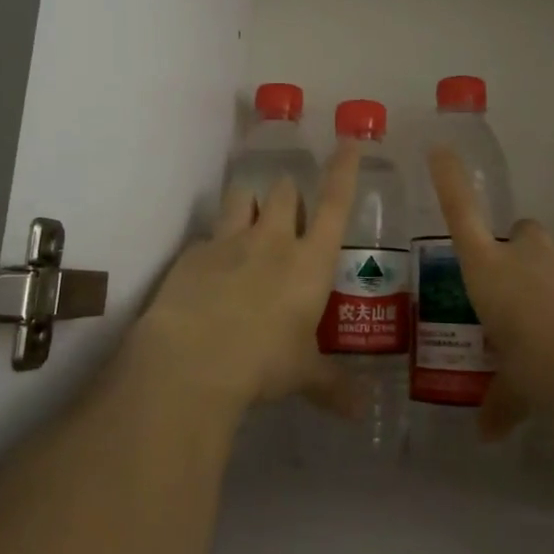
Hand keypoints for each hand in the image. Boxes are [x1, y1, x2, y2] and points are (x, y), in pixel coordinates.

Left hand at [134, 142, 361, 413]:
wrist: (192, 359)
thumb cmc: (263, 362)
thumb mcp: (302, 374)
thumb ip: (332, 385)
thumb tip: (361, 413)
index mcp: (310, 261)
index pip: (335, 202)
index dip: (344, 170)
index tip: (348, 141)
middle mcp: (273, 240)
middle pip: (285, 191)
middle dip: (288, 192)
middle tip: (289, 208)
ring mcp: (230, 241)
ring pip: (243, 197)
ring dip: (250, 203)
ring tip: (249, 219)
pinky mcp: (193, 253)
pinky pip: (208, 236)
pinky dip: (214, 246)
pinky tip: (209, 271)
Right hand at [427, 146, 553, 436]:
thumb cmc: (546, 364)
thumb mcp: (518, 388)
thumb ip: (501, 403)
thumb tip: (486, 433)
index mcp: (489, 271)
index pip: (460, 214)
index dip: (449, 181)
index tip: (441, 148)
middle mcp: (525, 253)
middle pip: (516, 236)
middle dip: (517, 258)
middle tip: (521, 300)